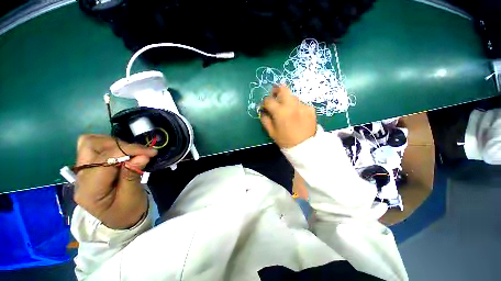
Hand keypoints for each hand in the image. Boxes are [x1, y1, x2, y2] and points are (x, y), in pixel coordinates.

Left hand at [74, 135, 156, 228]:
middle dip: (118, 145)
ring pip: (91, 142)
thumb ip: (133, 175)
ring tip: (132, 153)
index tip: (150, 152)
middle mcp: (81, 178)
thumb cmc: (128, 212)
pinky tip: (124, 154)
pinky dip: (112, 146)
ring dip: (115, 144)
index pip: (104, 159)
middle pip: (90, 145)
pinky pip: (96, 147)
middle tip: (139, 153)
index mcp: (90, 190)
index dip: (128, 151)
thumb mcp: (133, 197)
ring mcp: (83, 172)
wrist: (120, 220)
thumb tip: (142, 156)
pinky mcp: (89, 168)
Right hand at [260, 85, 316, 147]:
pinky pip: (301, 104)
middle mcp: (292, 105)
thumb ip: (265, 119)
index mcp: (280, 112)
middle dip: (277, 90)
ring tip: (287, 110)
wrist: (305, 147)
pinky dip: (296, 107)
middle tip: (275, 94)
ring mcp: (303, 106)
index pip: (269, 100)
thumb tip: (263, 111)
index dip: (265, 102)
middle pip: (283, 89)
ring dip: (287, 100)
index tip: (265, 105)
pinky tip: (297, 115)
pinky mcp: (310, 109)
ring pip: (292, 96)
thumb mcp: (271, 132)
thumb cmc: (285, 140)